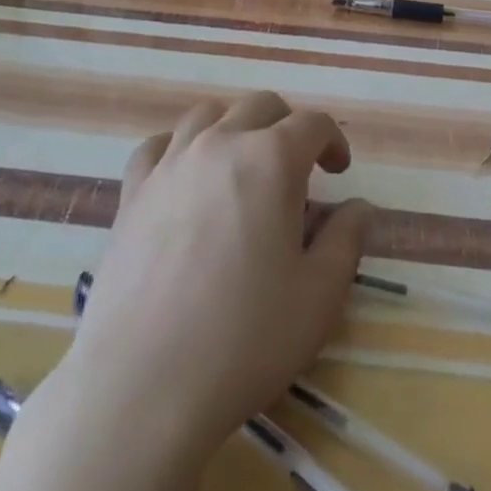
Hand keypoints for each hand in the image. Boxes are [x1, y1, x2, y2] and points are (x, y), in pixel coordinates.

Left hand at [68, 92, 370, 456]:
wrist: (143, 383)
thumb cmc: (244, 340)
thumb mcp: (318, 297)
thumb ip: (346, 241)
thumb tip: (357, 208)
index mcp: (271, 159)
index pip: (312, 123)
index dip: (333, 141)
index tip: (338, 172)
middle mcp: (221, 143)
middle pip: (260, 106)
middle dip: (287, 127)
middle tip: (297, 171)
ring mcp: (170, 162)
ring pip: (208, 114)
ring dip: (235, 127)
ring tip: (242, 167)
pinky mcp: (133, 190)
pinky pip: (159, 145)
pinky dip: (180, 148)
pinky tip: (186, 178)